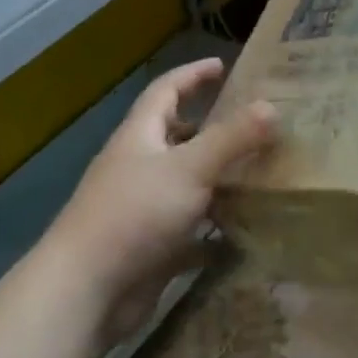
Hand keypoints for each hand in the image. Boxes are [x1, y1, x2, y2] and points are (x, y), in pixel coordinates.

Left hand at [47, 59, 275, 340]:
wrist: (86, 291)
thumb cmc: (136, 213)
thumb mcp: (191, 168)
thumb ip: (232, 137)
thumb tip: (272, 105)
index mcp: (140, 136)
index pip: (166, 91)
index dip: (192, 75)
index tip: (222, 66)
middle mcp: (137, 166)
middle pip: (174, 137)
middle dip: (210, 128)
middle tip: (251, 126)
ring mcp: (141, 208)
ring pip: (184, 183)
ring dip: (216, 179)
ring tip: (258, 175)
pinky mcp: (148, 247)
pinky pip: (187, 229)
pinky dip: (212, 229)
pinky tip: (242, 233)